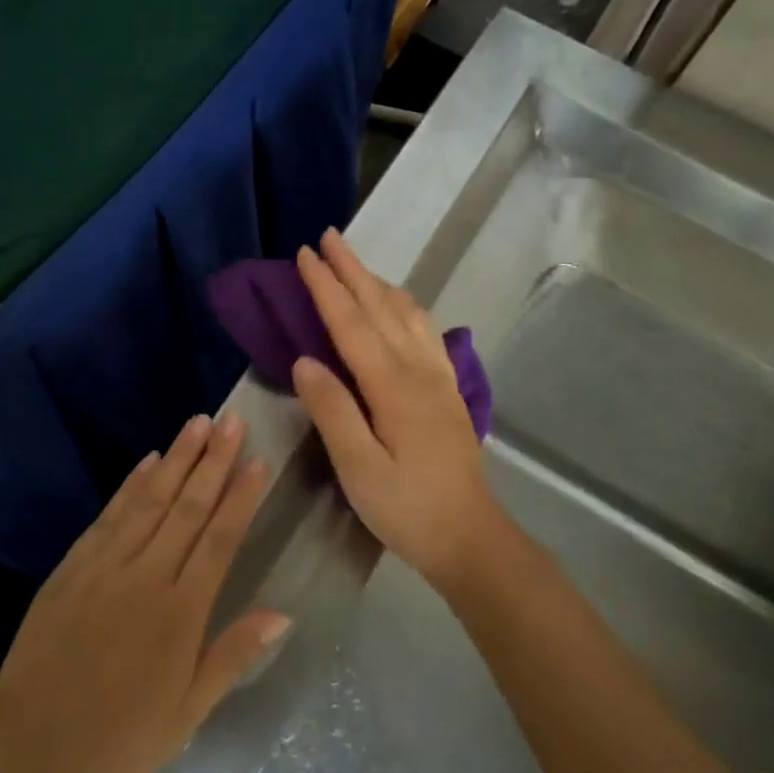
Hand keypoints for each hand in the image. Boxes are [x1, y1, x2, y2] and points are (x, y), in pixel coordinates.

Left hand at [0, 413, 287, 772]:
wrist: (28, 750)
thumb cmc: (118, 740)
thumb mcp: (186, 714)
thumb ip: (232, 656)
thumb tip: (282, 614)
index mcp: (181, 613)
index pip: (220, 539)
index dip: (241, 496)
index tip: (258, 460)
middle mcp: (147, 576)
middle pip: (188, 507)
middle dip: (213, 460)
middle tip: (232, 420)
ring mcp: (105, 567)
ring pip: (150, 500)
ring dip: (177, 459)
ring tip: (198, 423)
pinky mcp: (72, 567)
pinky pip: (109, 516)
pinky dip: (131, 484)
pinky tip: (148, 460)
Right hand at [292, 229, 503, 590]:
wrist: (469, 535)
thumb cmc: (406, 507)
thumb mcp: (358, 468)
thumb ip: (332, 410)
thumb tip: (304, 360)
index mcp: (392, 385)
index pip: (351, 323)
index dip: (326, 286)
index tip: (304, 254)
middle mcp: (418, 369)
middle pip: (380, 306)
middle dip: (352, 269)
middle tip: (328, 237)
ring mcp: (438, 376)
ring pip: (407, 312)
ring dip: (378, 282)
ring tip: (356, 264)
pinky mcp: (447, 388)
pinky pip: (424, 330)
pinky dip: (404, 305)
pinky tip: (399, 307)